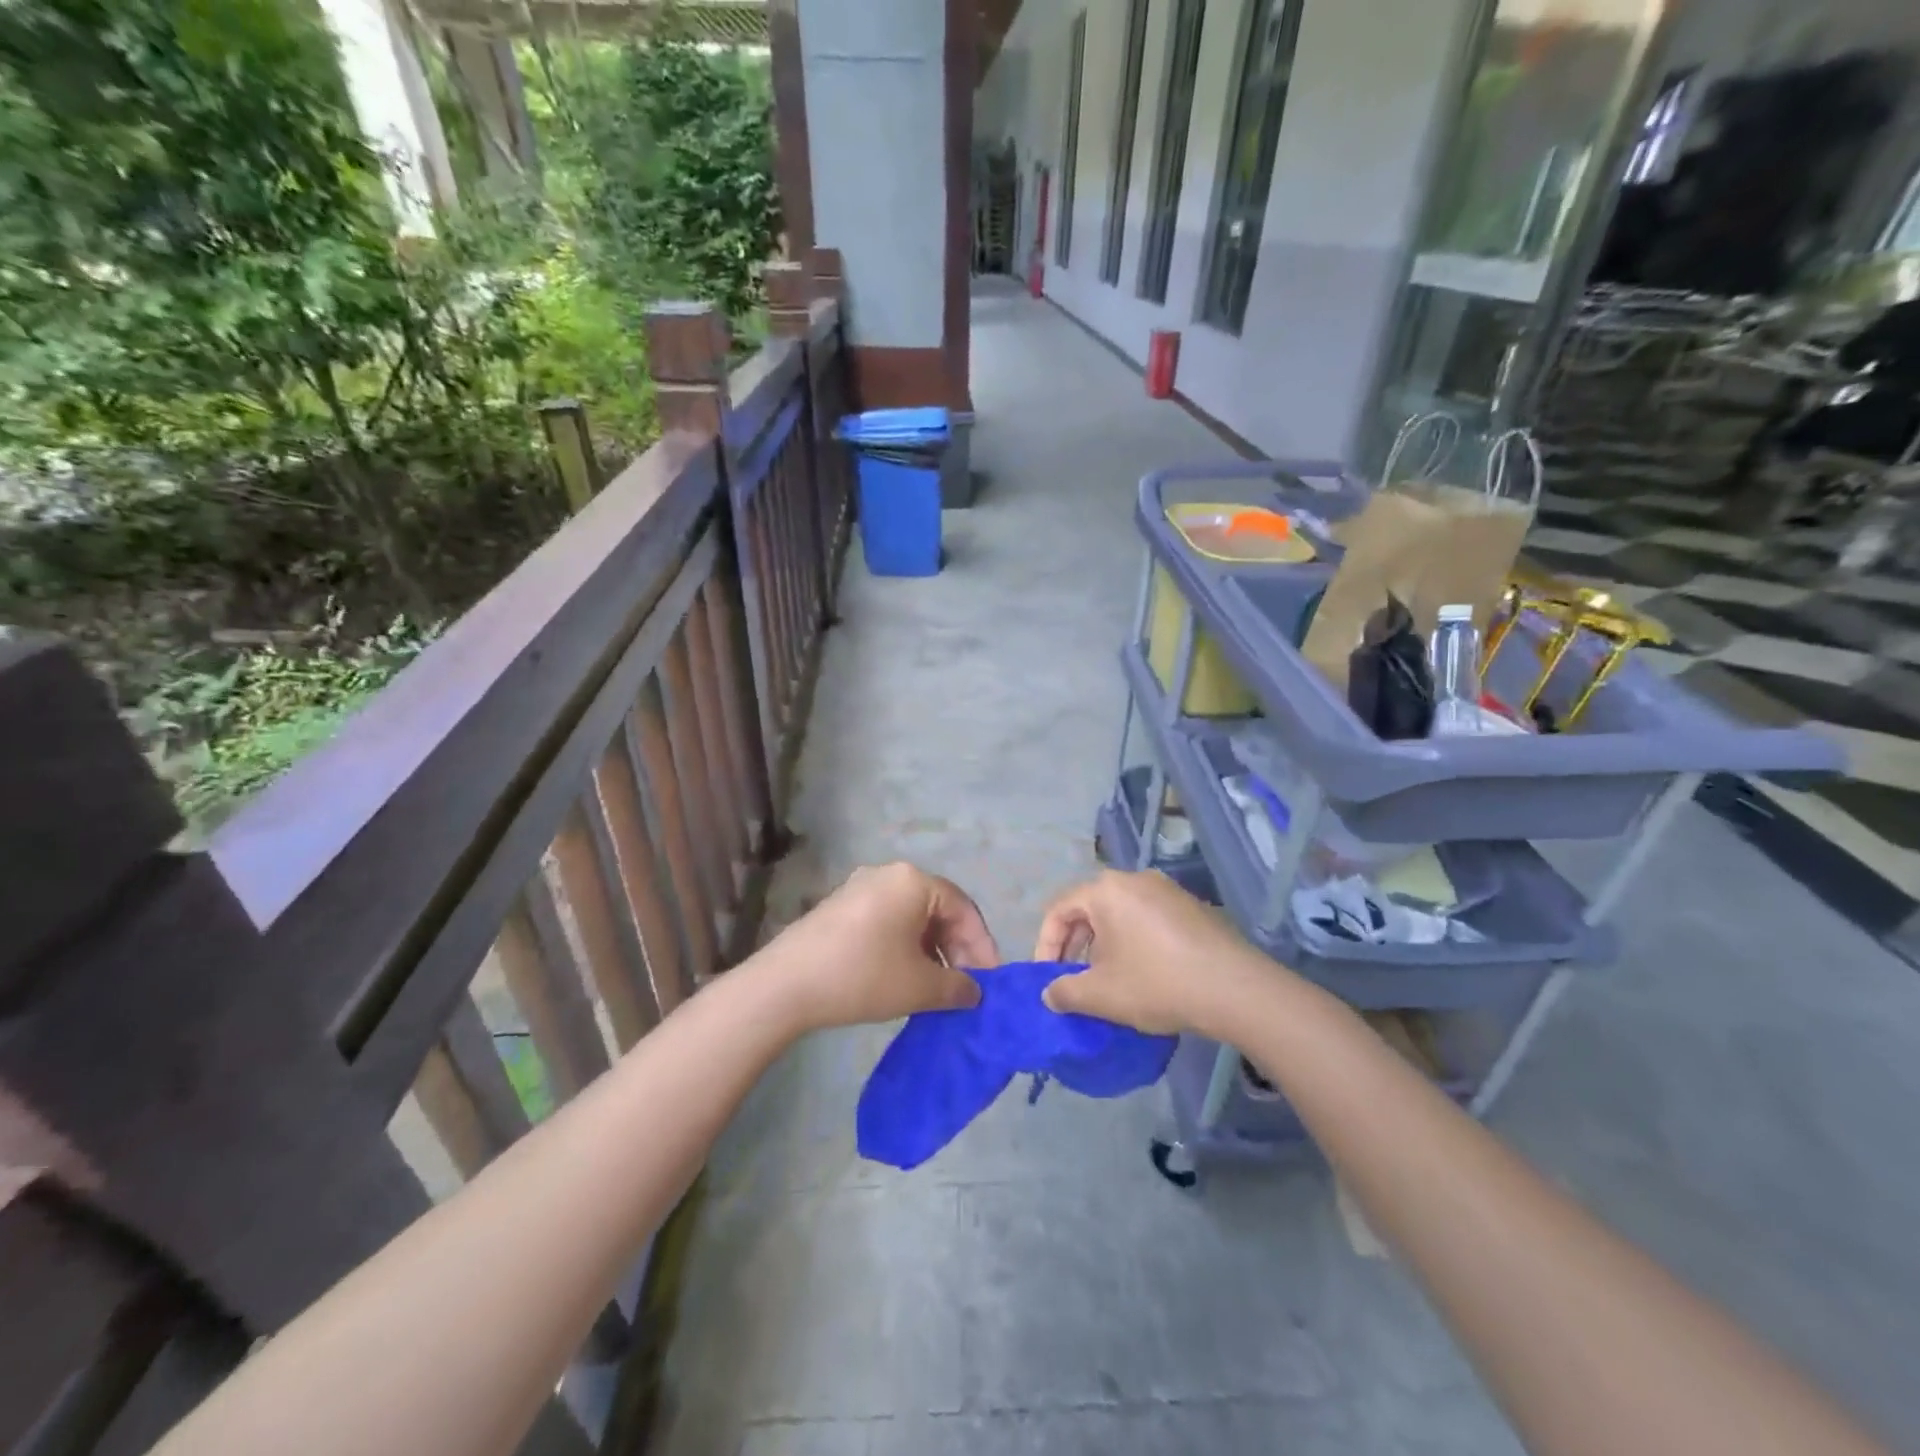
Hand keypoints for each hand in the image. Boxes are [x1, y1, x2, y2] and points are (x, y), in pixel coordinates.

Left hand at [753, 862, 996, 1032]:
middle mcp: (889, 874)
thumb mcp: (919, 986)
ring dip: (932, 950)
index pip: (963, 908)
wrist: (786, 984)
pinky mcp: (841, 906)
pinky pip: (888, 920)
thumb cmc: (863, 975)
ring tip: (939, 987)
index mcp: (914, 881)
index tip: (991, 981)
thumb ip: (957, 987)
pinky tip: (905, 977)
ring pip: (912, 916)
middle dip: (957, 948)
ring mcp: (861, 887)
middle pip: (938, 909)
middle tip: (966, 987)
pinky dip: (905, 946)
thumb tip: (973, 992)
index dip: (982, 946)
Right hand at [1034, 870, 1273, 1036]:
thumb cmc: (1157, 984)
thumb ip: (1065, 992)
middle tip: (1074, 980)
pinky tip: (1144, 976)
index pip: (1059, 910)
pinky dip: (1134, 943)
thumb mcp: (1101, 995)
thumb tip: (1050, 993)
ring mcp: (1168, 891)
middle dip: (1075, 947)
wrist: (1235, 989)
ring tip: (1108, 981)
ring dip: (1104, 947)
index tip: (1047, 979)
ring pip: (1119, 915)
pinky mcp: (1192, 907)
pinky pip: (1148, 920)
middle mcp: (1135, 879)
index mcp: (1106, 890)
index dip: (1045, 945)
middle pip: (1089, 909)